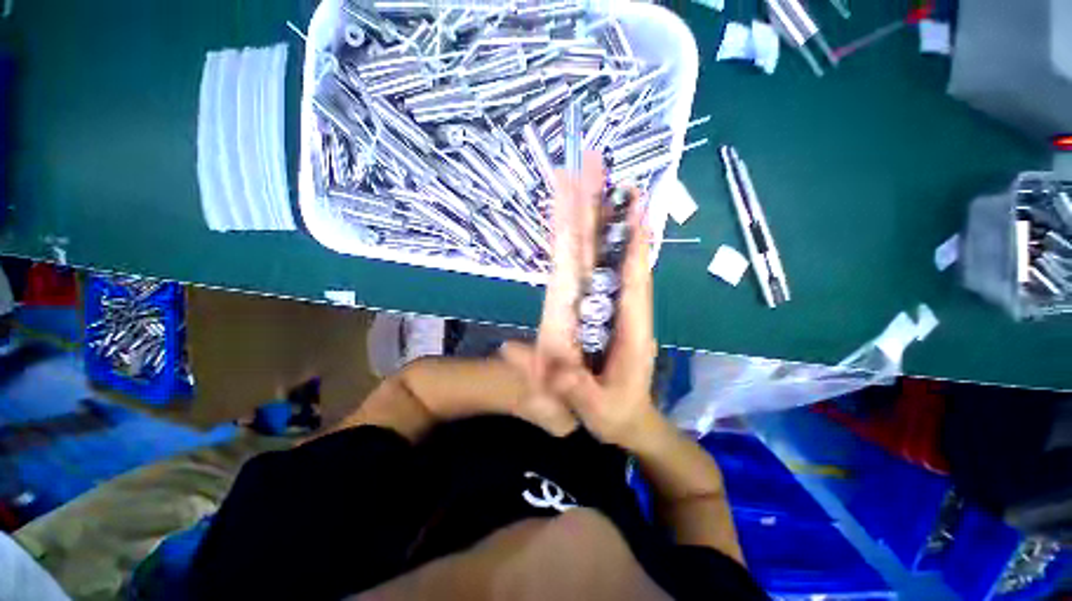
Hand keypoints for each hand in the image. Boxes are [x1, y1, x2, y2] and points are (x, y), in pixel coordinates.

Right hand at [502, 152, 658, 448]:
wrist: (627, 419)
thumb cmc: (616, 413)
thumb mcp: (595, 408)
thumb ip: (569, 385)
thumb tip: (517, 351)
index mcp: (632, 330)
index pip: (635, 279)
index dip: (633, 242)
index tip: (631, 203)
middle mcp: (623, 309)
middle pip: (616, 257)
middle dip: (608, 217)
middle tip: (600, 174)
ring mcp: (610, 307)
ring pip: (603, 259)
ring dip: (595, 223)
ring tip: (586, 185)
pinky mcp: (598, 310)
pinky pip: (592, 273)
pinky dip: (585, 247)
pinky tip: (577, 227)